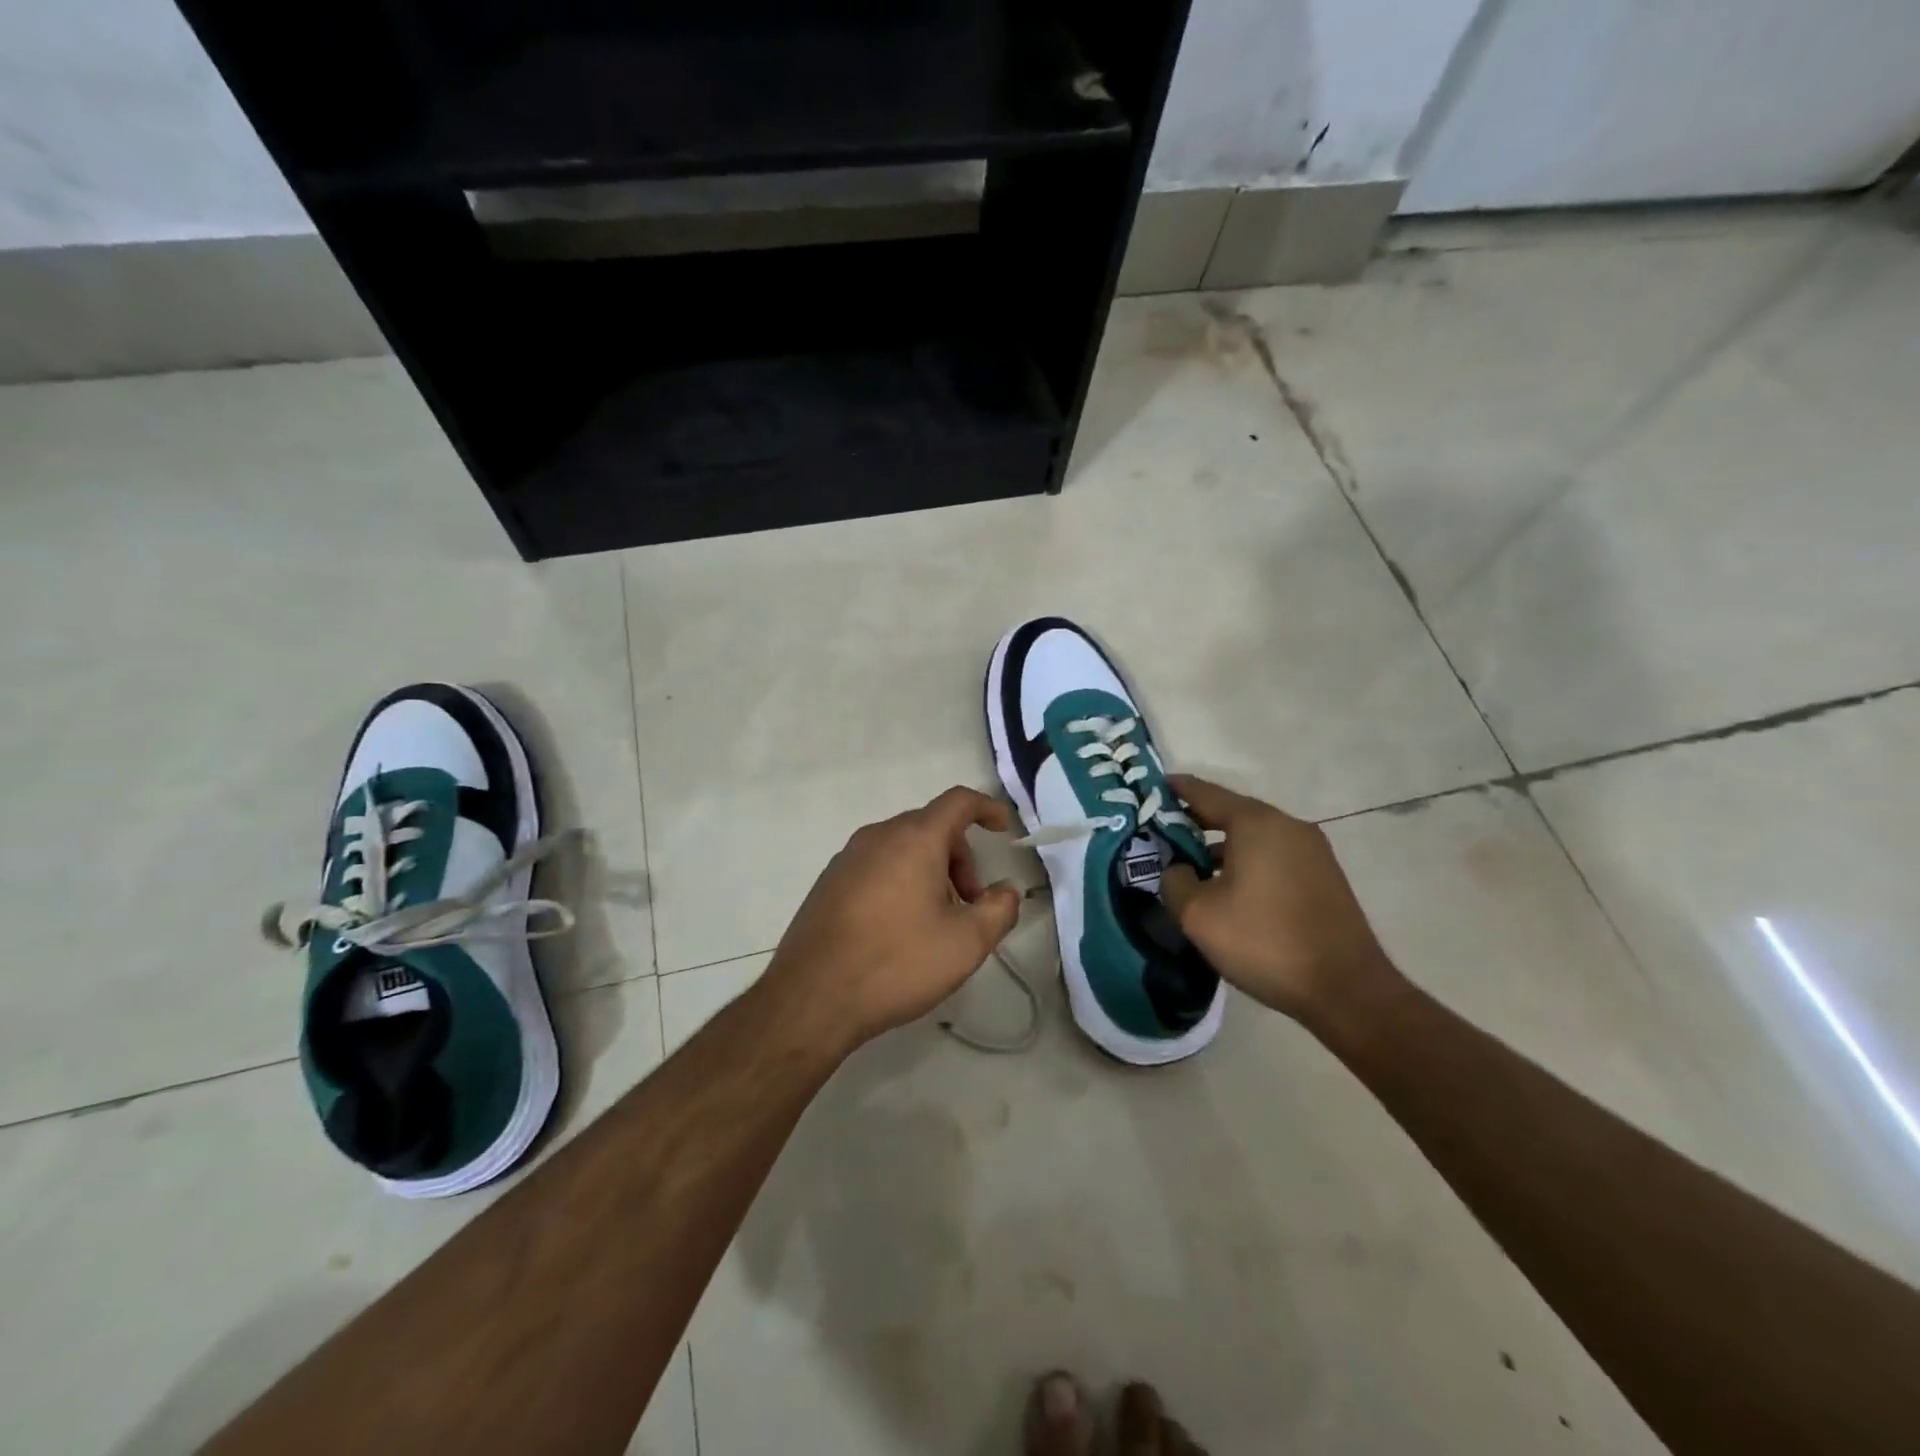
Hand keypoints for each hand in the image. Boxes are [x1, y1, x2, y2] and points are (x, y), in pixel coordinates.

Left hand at [762, 786, 1021, 1050]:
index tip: (1005, 831)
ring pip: (903, 849)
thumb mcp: (965, 944)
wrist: (810, 998)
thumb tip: (1007, 890)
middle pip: (931, 828)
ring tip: (935, 923)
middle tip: (971, 906)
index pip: (958, 801)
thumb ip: (999, 910)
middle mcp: (878, 836)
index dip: (987, 809)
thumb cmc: (896, 963)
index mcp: (914, 839)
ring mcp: (847, 858)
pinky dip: (900, 882)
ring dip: (931, 873)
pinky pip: (877, 867)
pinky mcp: (828, 882)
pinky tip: (898, 930)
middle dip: (961, 859)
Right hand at [1160, 775, 1395, 1026]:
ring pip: (1254, 836)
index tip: (1150, 789)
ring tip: (1191, 867)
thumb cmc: (1264, 942)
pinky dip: (1246, 861)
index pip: (1205, 793)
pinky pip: (1273, 856)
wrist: (1346, 990)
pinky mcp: (1323, 876)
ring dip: (1221, 846)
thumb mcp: (1198, 914)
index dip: (1174, 790)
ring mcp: (1311, 851)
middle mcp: (1287, 826)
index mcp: (1256, 823)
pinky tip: (1229, 889)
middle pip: (1231, 812)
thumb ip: (1174, 880)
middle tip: (1162, 834)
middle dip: (1195, 821)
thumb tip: (1177, 869)